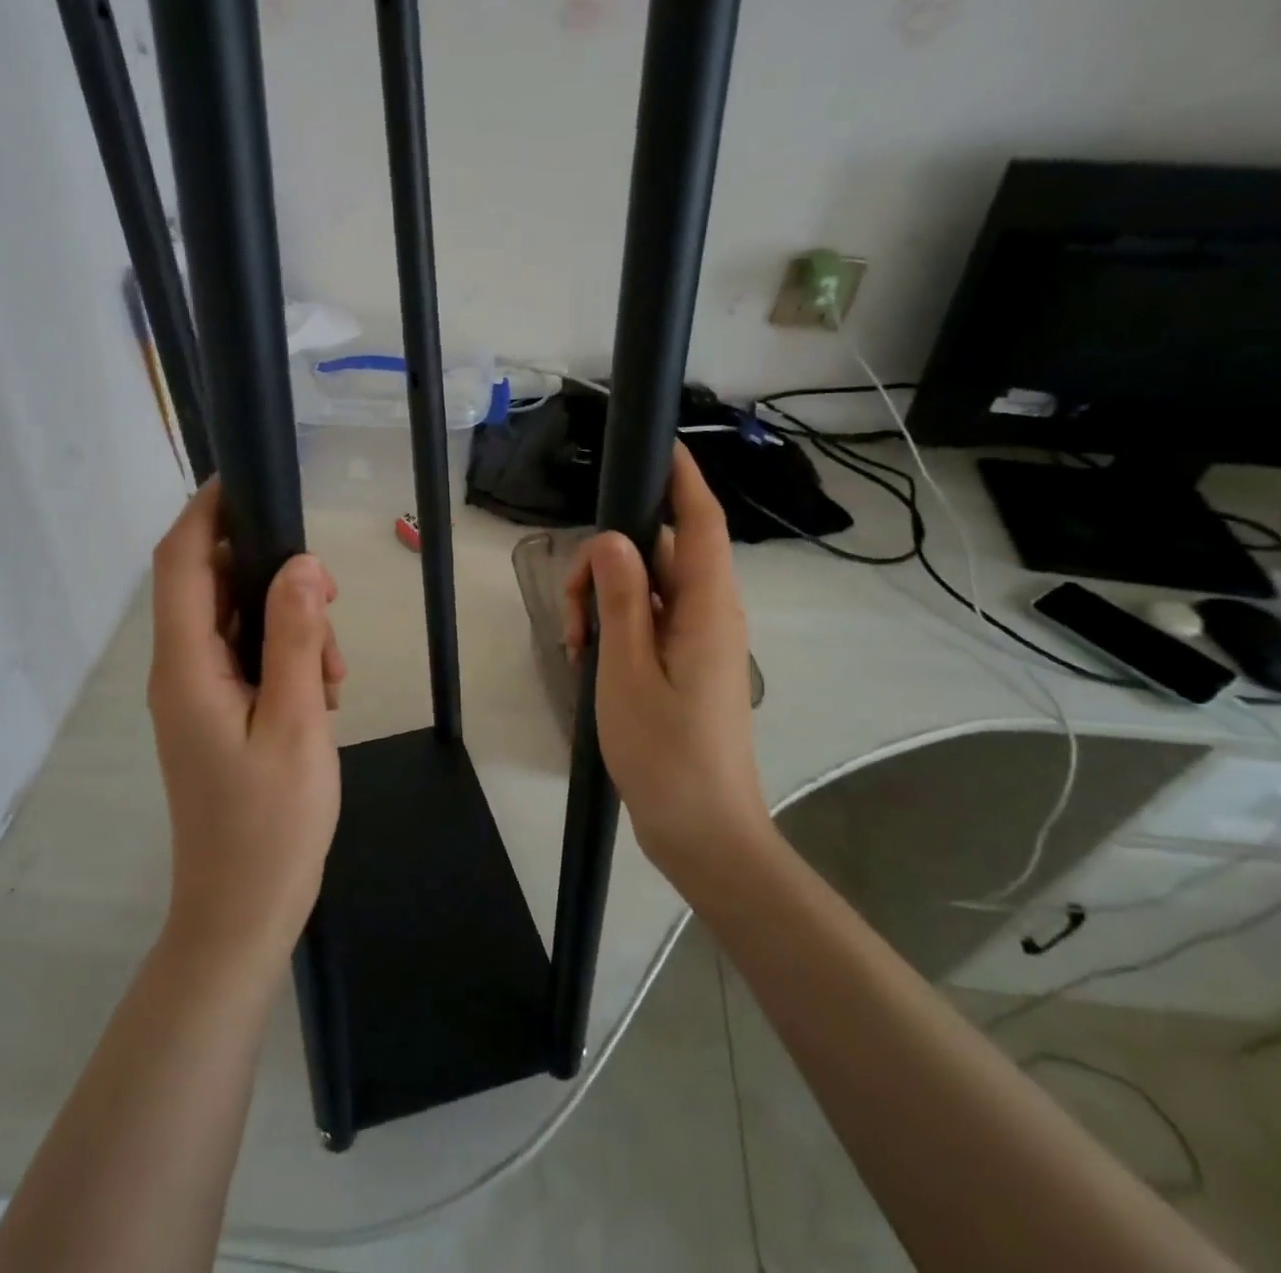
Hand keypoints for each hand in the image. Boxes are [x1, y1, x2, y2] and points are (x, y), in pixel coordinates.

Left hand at [147, 481, 345, 969]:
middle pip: (214, 585)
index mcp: (187, 666)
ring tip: (334, 673)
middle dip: (273, 577)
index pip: (182, 562)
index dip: (207, 511)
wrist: (243, 911)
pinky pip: (248, 657)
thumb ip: (296, 639)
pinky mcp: (216, 713)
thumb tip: (303, 565)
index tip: (249, 479)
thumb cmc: (270, 823)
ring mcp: (197, 694)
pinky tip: (323, 694)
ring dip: (289, 625)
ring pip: (238, 621)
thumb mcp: (297, 722)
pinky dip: (286, 657)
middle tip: (331, 606)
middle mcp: (180, 670)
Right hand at [563, 444, 772, 882]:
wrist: (702, 831)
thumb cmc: (666, 753)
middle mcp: (709, 615)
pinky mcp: (684, 665)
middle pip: (659, 555)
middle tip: (571, 610)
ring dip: (605, 602)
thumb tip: (616, 540)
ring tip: (575, 645)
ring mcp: (697, 642)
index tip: (658, 449)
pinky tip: (586, 658)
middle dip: (609, 564)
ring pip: (647, 591)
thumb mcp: (627, 671)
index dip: (683, 481)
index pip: (700, 524)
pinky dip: (615, 629)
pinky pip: (648, 623)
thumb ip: (622, 600)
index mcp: (707, 608)